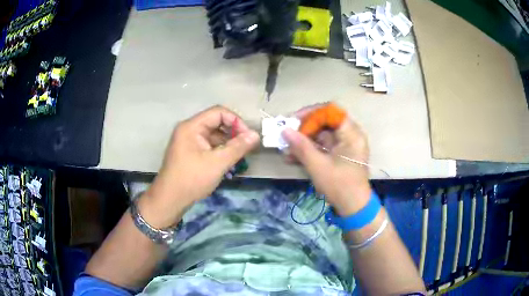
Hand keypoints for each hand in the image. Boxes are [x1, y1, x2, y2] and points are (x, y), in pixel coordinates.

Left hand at [140, 106, 259, 227]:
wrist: (170, 200)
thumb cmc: (192, 179)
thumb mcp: (217, 163)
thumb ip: (237, 147)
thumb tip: (256, 135)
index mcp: (192, 126)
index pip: (219, 112)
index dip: (236, 121)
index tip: (248, 137)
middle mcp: (189, 130)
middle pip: (216, 123)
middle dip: (233, 133)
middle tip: (246, 147)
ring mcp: (188, 141)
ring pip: (213, 135)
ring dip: (227, 143)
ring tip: (239, 157)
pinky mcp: (189, 152)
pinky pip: (208, 145)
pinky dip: (219, 151)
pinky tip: (228, 162)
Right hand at [282, 104, 371, 216]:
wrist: (353, 207)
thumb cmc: (339, 185)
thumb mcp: (318, 166)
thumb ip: (301, 146)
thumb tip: (284, 130)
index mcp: (351, 133)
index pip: (331, 111)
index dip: (311, 113)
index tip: (293, 121)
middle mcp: (350, 135)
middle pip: (325, 122)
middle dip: (304, 129)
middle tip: (287, 136)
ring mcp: (346, 145)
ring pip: (322, 135)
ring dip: (304, 141)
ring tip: (287, 150)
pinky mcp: (340, 154)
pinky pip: (323, 146)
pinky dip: (310, 150)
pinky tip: (294, 158)